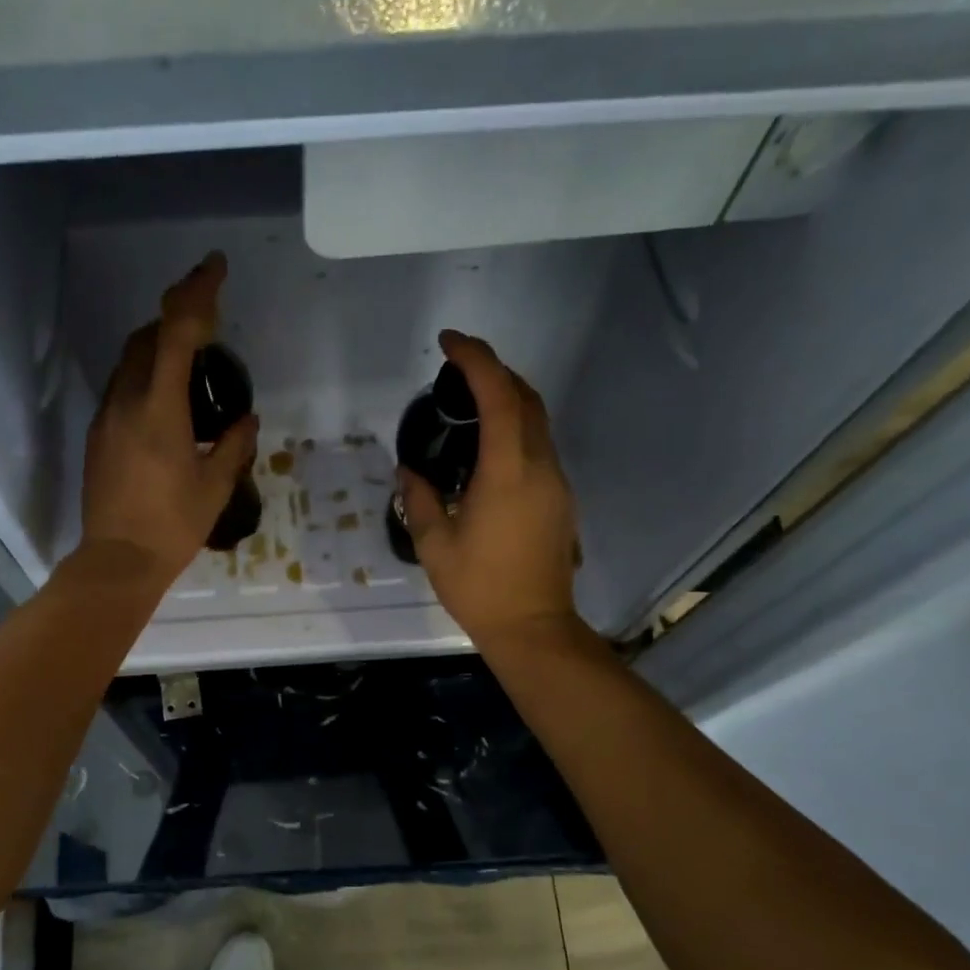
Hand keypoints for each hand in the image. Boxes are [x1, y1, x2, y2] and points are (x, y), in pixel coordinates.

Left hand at [78, 252, 258, 586]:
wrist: (118, 561)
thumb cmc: (173, 525)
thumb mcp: (215, 486)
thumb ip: (233, 445)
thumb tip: (245, 420)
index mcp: (160, 408)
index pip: (176, 332)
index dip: (197, 292)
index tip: (215, 267)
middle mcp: (126, 401)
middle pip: (145, 337)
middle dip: (175, 319)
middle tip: (206, 327)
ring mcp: (105, 418)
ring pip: (128, 363)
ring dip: (156, 350)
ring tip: (188, 368)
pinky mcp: (96, 437)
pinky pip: (121, 390)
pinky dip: (144, 380)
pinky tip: (164, 407)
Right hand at [399, 331, 581, 644]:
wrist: (534, 627)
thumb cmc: (480, 587)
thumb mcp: (435, 545)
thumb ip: (419, 500)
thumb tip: (408, 472)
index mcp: (507, 471)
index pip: (498, 395)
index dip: (476, 360)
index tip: (449, 343)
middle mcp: (539, 466)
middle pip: (526, 398)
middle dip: (495, 371)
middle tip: (458, 369)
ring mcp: (556, 482)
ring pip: (538, 421)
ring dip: (508, 399)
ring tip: (470, 404)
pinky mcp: (561, 499)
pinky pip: (540, 446)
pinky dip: (516, 428)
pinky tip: (489, 449)